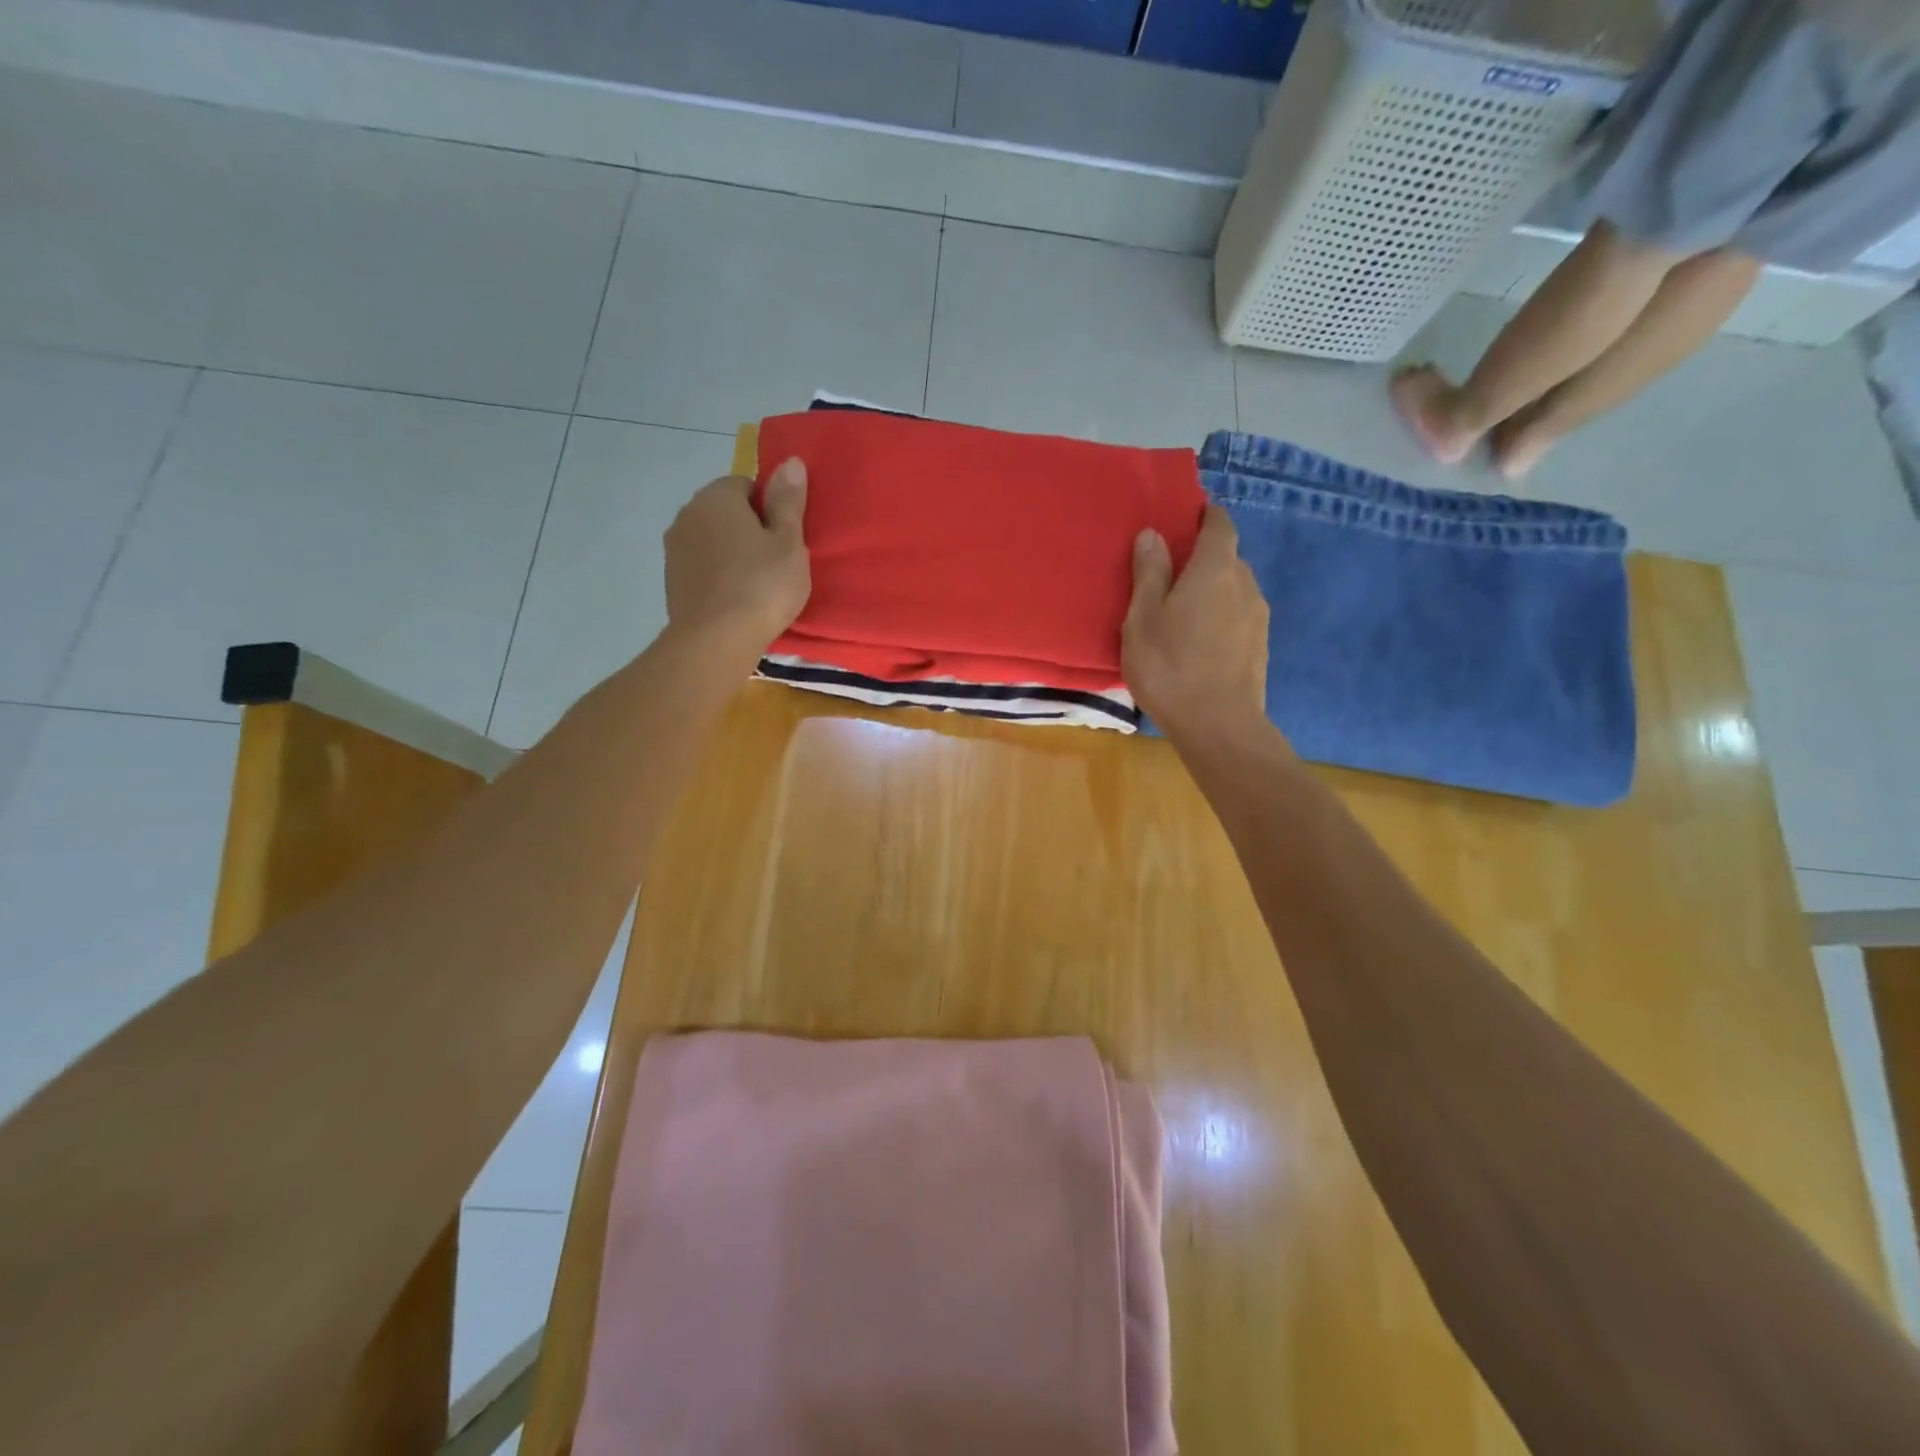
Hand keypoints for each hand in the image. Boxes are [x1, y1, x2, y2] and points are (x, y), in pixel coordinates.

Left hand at [664, 458, 810, 652]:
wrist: (716, 640)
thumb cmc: (762, 585)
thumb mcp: (788, 542)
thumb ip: (788, 501)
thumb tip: (791, 460)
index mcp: (716, 496)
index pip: (747, 485)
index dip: (770, 509)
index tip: (785, 539)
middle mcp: (688, 513)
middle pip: (726, 512)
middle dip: (748, 529)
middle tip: (775, 562)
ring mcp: (674, 548)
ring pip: (711, 540)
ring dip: (731, 553)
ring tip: (756, 584)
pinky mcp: (671, 580)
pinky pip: (701, 567)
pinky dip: (717, 576)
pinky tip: (735, 600)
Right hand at [1122, 504, 1270, 744]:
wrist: (1219, 726)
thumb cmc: (1170, 667)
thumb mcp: (1142, 620)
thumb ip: (1149, 574)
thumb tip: (1153, 534)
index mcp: (1215, 569)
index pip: (1220, 524)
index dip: (1205, 516)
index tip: (1185, 519)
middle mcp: (1245, 583)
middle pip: (1228, 557)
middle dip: (1203, 559)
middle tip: (1170, 577)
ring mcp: (1258, 616)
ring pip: (1234, 589)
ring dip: (1212, 591)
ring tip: (1182, 615)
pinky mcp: (1261, 645)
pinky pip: (1239, 616)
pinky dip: (1221, 617)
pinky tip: (1199, 643)